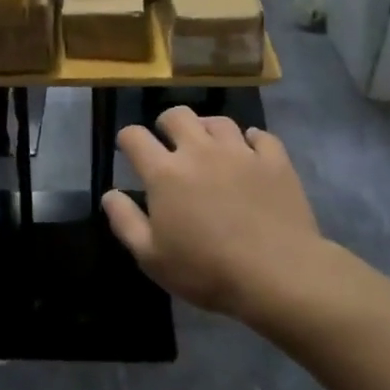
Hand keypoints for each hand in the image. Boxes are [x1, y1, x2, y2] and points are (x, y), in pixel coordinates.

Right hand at [103, 109, 330, 321]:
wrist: (279, 274)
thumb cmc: (207, 270)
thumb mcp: (151, 257)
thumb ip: (125, 221)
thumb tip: (110, 193)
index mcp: (165, 172)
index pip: (134, 137)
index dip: (127, 139)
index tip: (129, 150)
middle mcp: (199, 151)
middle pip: (177, 115)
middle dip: (166, 124)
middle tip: (169, 143)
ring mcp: (240, 152)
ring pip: (218, 121)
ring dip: (207, 129)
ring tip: (209, 146)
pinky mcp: (275, 161)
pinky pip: (261, 136)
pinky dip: (251, 140)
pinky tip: (250, 153)